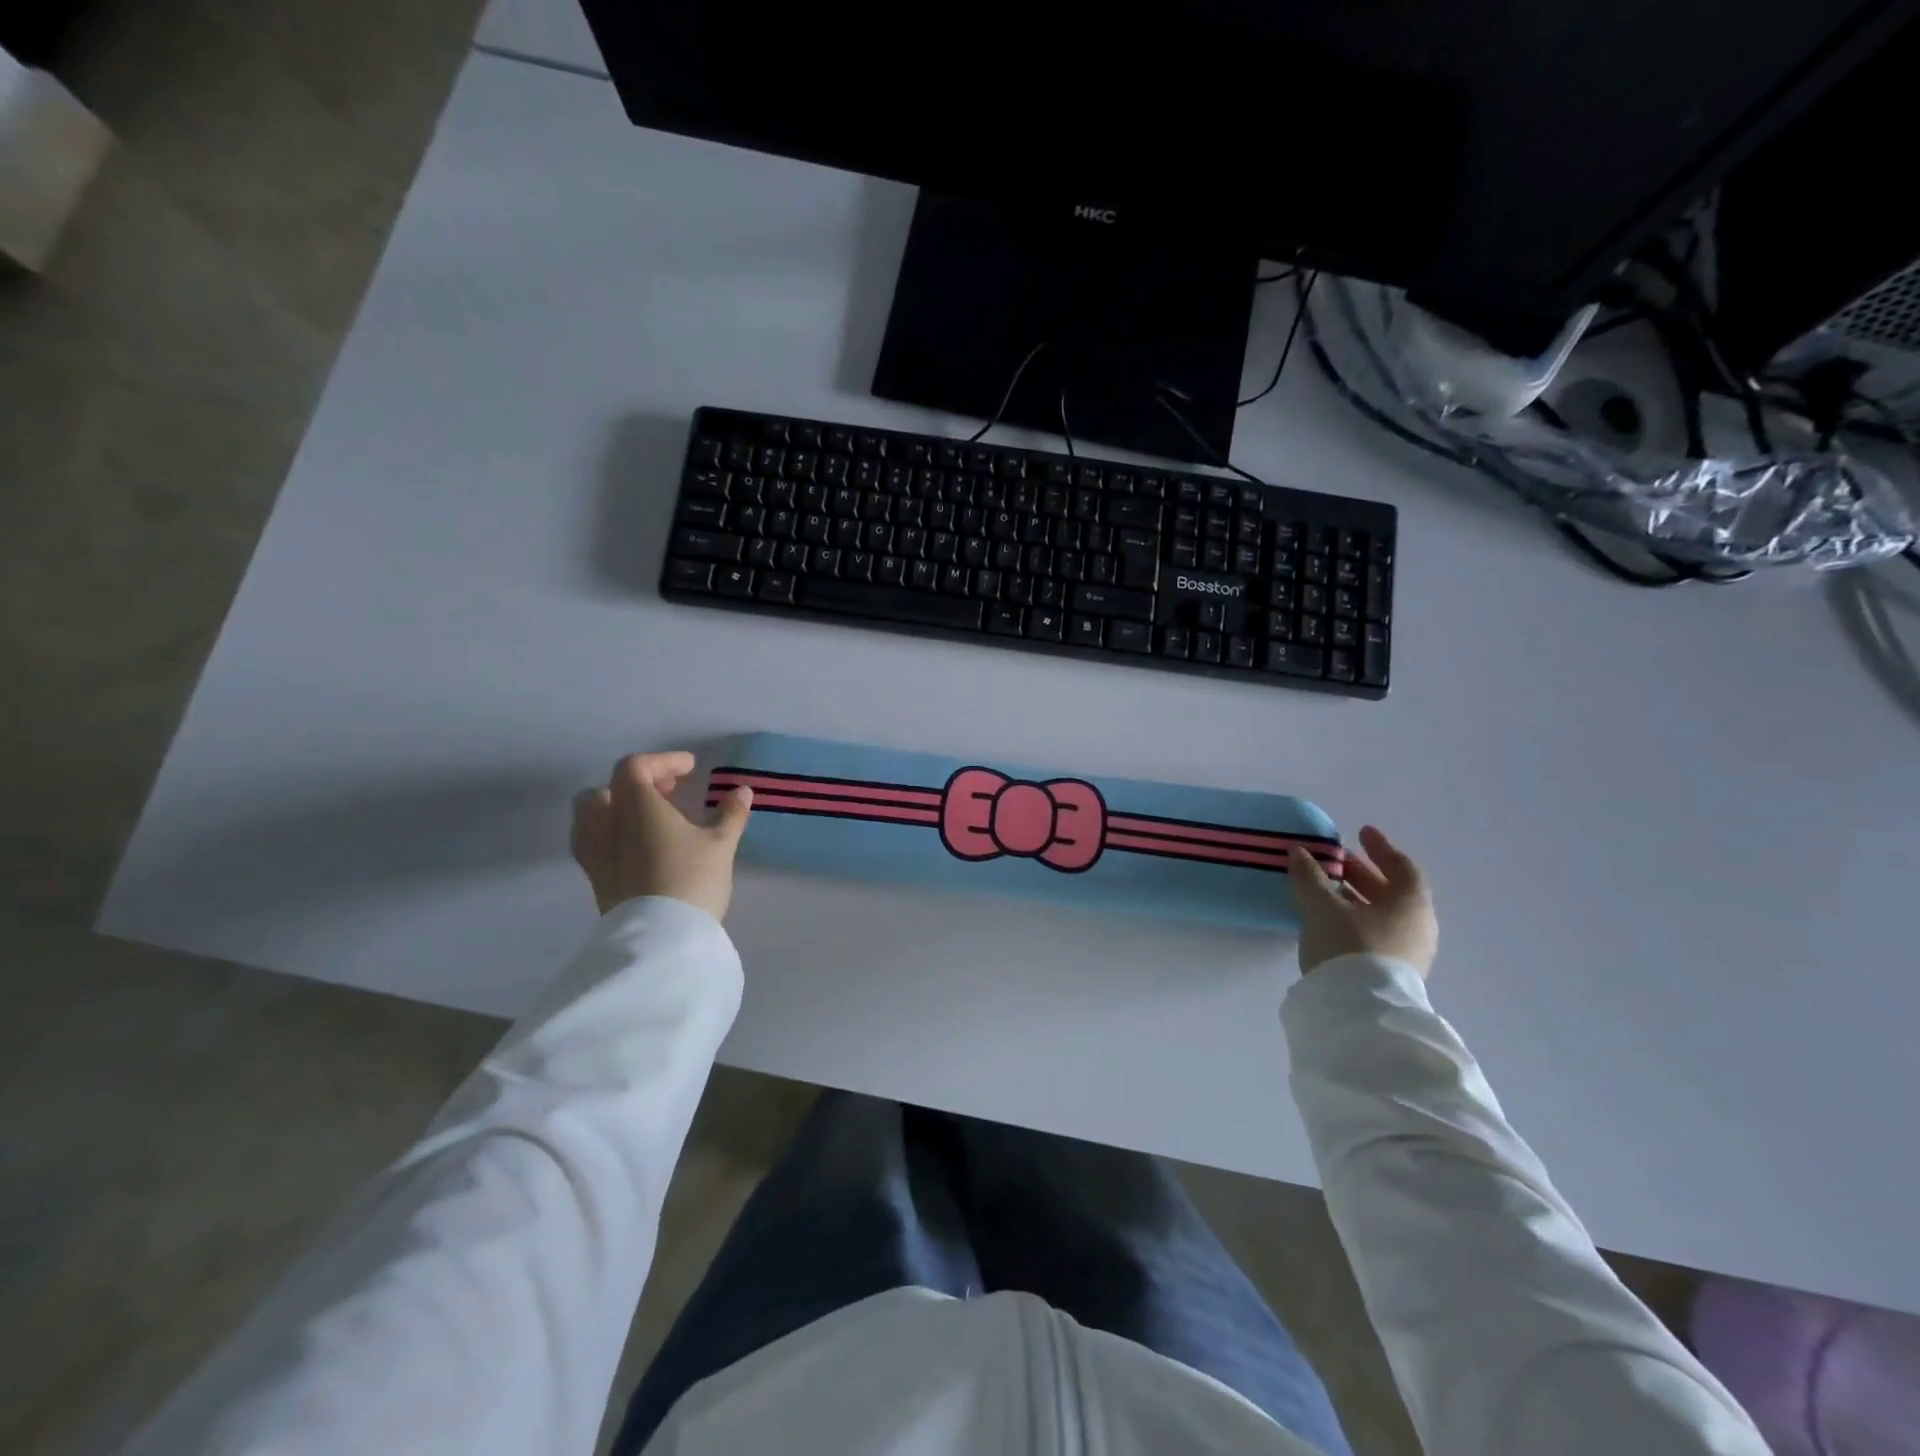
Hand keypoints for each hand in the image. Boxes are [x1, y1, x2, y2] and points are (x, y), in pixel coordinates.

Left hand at [571, 751, 752, 920]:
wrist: (661, 938)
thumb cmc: (692, 880)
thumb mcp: (720, 845)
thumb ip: (730, 815)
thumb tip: (743, 791)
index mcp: (636, 805)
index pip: (636, 767)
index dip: (663, 761)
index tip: (690, 769)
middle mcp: (607, 824)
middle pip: (606, 789)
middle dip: (636, 784)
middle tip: (668, 793)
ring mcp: (596, 853)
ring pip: (590, 817)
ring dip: (616, 809)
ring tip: (646, 820)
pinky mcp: (595, 880)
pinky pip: (592, 844)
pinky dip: (610, 835)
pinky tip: (635, 849)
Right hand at [1287, 825, 1437, 976]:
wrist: (1360, 1010)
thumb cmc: (1348, 946)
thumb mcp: (1321, 906)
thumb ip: (1310, 876)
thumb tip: (1299, 851)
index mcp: (1411, 904)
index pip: (1402, 867)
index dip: (1381, 847)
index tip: (1361, 832)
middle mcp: (1418, 926)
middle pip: (1393, 891)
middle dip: (1363, 873)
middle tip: (1336, 860)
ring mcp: (1410, 953)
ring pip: (1385, 915)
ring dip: (1358, 898)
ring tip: (1328, 890)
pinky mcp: (1395, 973)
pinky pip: (1379, 934)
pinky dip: (1358, 919)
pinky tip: (1332, 920)